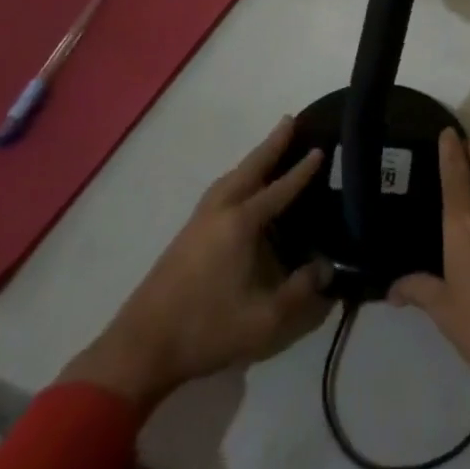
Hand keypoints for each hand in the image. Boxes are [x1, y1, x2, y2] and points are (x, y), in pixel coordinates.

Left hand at [59, 116, 332, 417]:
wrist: (142, 347)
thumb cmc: (206, 330)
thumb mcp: (264, 319)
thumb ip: (301, 291)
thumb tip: (327, 267)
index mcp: (240, 224)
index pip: (279, 190)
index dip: (302, 171)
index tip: (320, 148)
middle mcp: (219, 212)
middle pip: (249, 169)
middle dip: (271, 145)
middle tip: (289, 120)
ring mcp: (198, 221)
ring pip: (230, 178)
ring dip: (251, 160)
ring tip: (267, 149)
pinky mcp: (186, 236)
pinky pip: (219, 191)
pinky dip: (236, 177)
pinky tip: (238, 189)